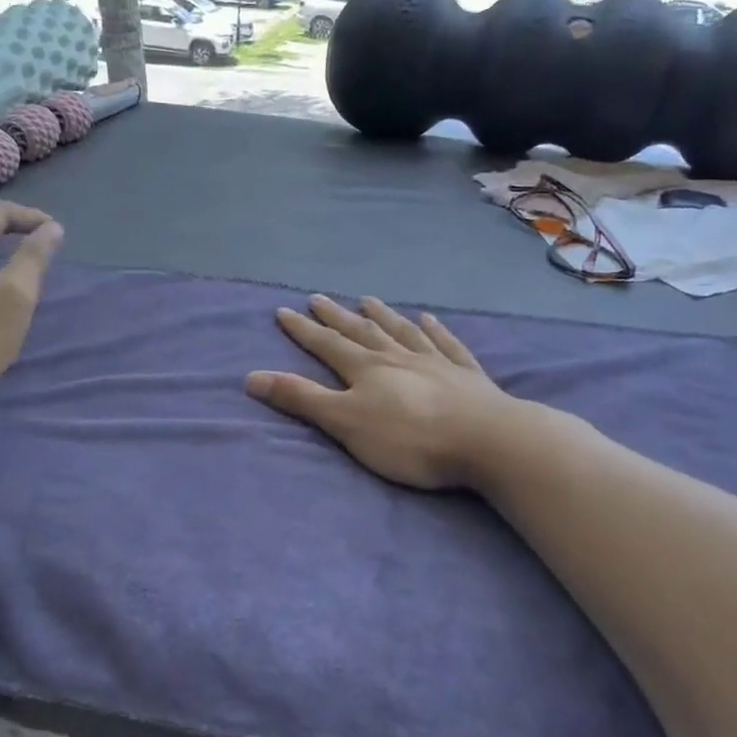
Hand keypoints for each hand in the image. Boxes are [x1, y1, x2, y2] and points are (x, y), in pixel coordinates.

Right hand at [245, 294, 513, 489]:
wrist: (485, 439)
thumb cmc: (409, 438)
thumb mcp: (346, 422)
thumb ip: (301, 399)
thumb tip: (251, 376)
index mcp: (366, 368)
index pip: (327, 344)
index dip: (303, 329)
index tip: (284, 310)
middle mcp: (397, 356)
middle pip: (361, 331)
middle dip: (336, 316)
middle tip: (318, 297)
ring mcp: (434, 362)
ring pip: (402, 331)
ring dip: (382, 316)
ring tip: (369, 300)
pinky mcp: (466, 375)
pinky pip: (446, 344)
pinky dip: (435, 330)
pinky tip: (429, 318)